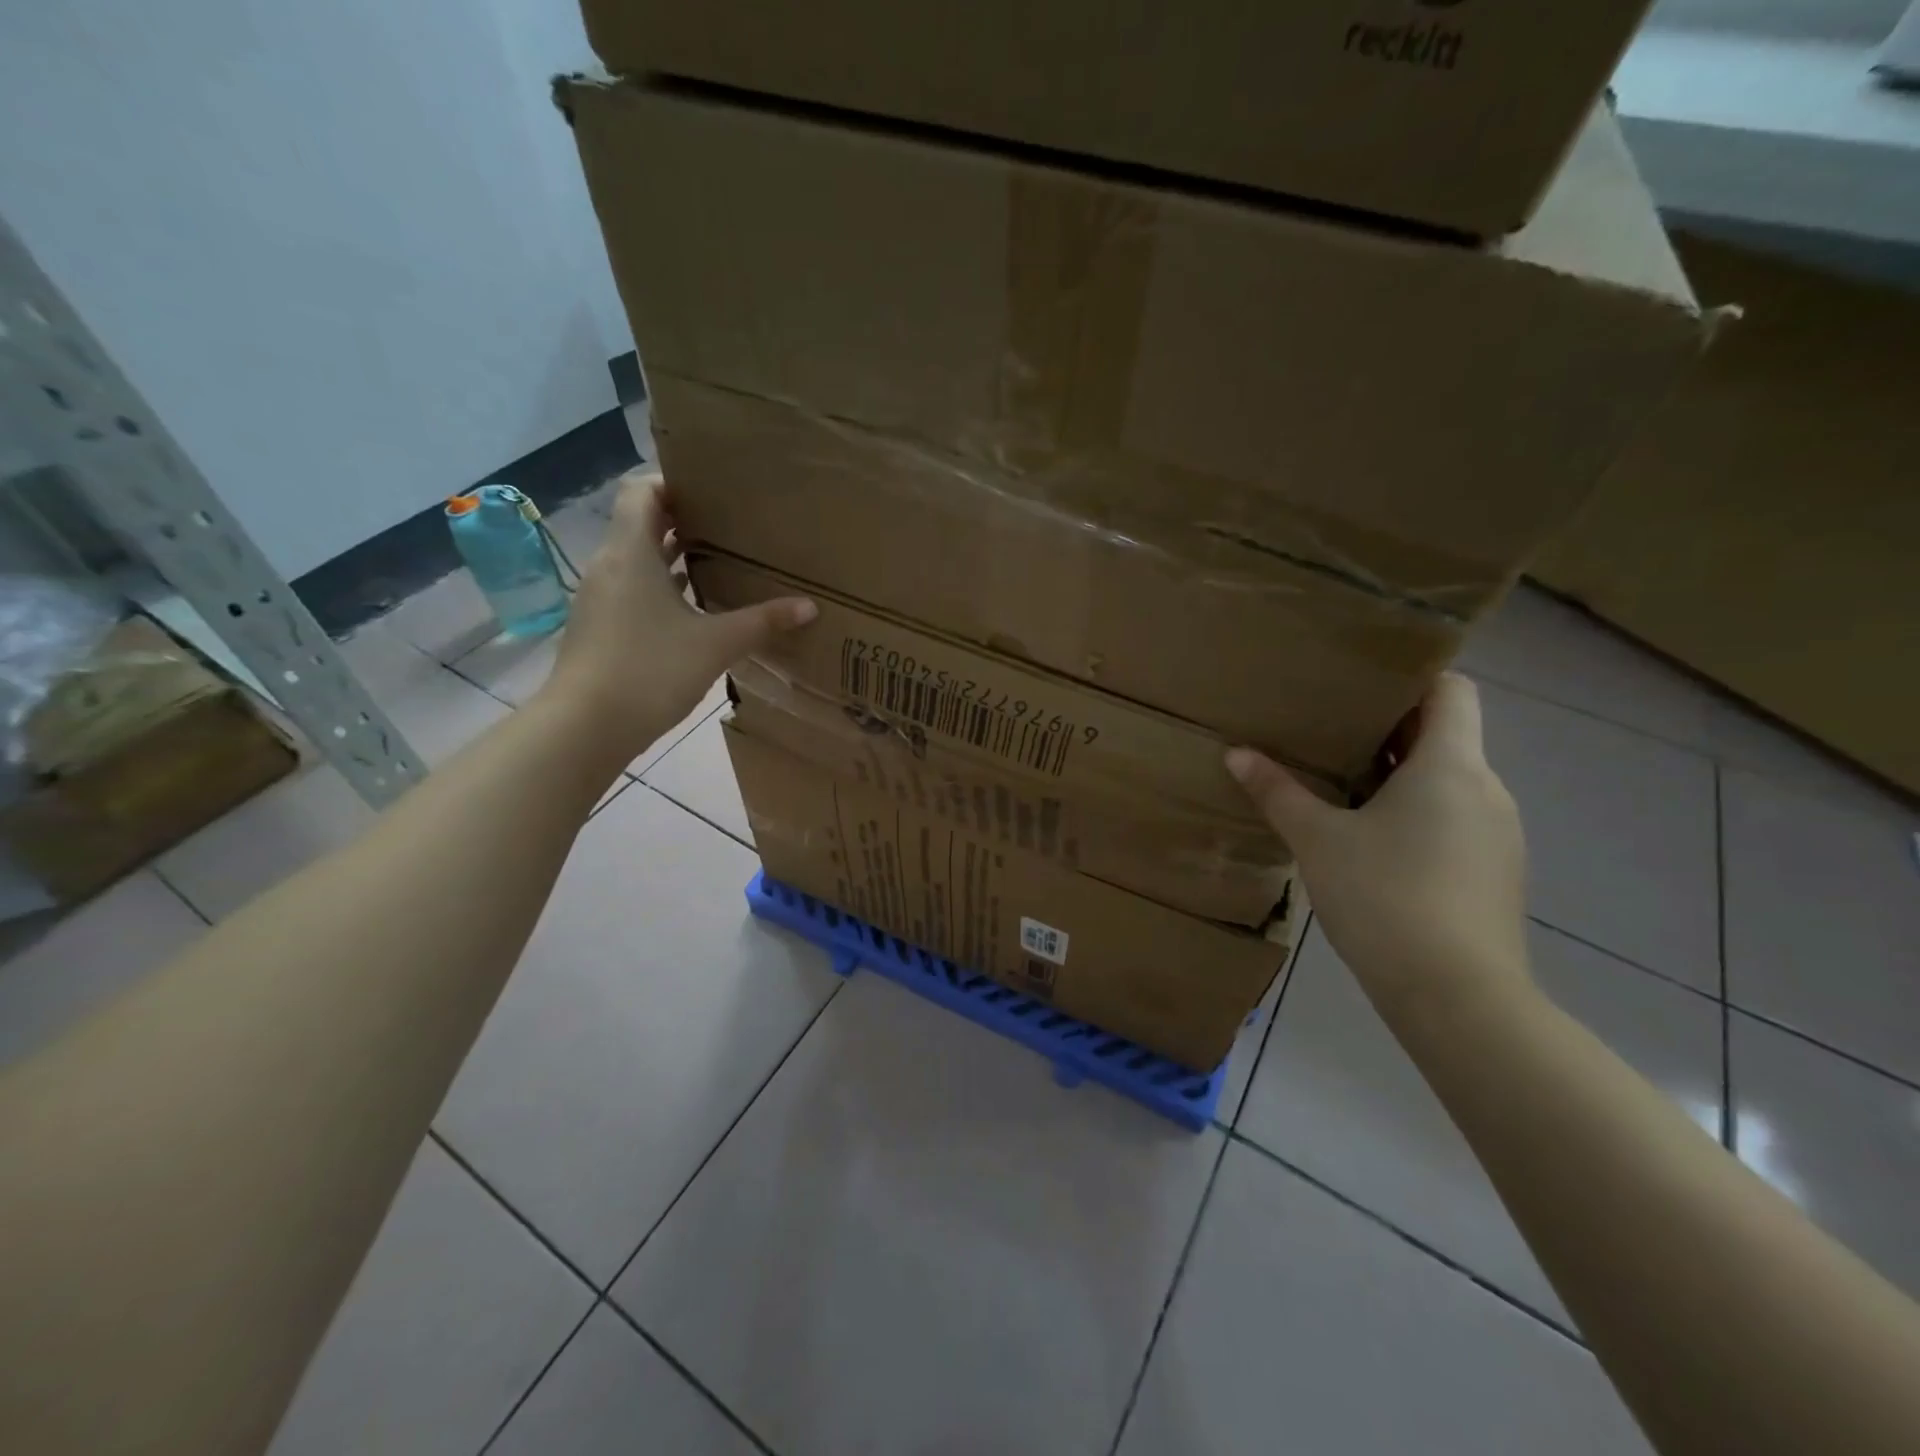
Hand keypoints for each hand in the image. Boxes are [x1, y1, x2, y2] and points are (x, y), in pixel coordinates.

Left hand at [540, 471, 815, 762]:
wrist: (585, 728)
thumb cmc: (649, 670)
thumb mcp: (715, 644)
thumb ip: (762, 621)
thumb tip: (809, 606)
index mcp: (630, 552)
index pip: (642, 491)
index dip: (672, 482)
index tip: (712, 490)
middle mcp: (609, 566)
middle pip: (642, 524)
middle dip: (684, 521)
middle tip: (730, 524)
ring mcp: (600, 598)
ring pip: (637, 560)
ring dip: (672, 557)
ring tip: (719, 561)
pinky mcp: (599, 628)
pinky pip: (632, 591)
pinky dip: (661, 589)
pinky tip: (694, 609)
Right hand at [1227, 674, 1530, 1018]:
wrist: (1457, 996)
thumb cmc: (1385, 897)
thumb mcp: (1317, 840)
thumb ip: (1278, 792)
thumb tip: (1237, 754)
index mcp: (1451, 765)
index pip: (1452, 690)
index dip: (1414, 677)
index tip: (1364, 682)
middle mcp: (1486, 789)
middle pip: (1446, 735)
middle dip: (1390, 729)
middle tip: (1330, 728)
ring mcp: (1497, 834)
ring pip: (1449, 781)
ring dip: (1401, 775)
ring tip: (1342, 783)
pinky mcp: (1494, 873)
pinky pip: (1455, 820)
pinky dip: (1417, 814)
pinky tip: (1371, 841)